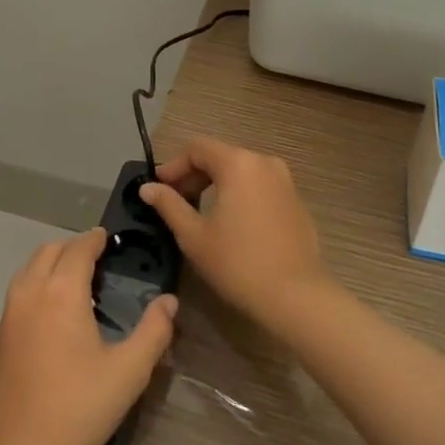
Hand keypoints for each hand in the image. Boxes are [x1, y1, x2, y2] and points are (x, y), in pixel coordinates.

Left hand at [0, 229, 176, 444]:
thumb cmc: (79, 409)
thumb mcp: (129, 371)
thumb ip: (154, 331)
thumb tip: (169, 301)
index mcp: (62, 292)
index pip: (78, 249)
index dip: (95, 239)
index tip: (108, 238)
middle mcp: (31, 293)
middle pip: (49, 251)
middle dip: (73, 247)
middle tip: (97, 258)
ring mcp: (9, 314)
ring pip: (29, 269)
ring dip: (51, 262)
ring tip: (75, 280)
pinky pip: (18, 291)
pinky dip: (36, 283)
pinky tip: (53, 310)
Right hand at [138, 138, 332, 332]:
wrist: (295, 296)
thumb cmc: (237, 263)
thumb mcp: (194, 235)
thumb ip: (169, 205)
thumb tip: (148, 188)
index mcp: (238, 163)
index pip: (198, 148)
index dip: (174, 165)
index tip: (158, 187)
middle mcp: (264, 162)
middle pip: (221, 156)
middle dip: (195, 174)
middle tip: (175, 200)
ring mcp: (285, 181)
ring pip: (242, 171)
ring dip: (218, 184)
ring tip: (201, 211)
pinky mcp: (296, 201)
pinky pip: (261, 187)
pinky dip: (241, 194)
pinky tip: (233, 222)